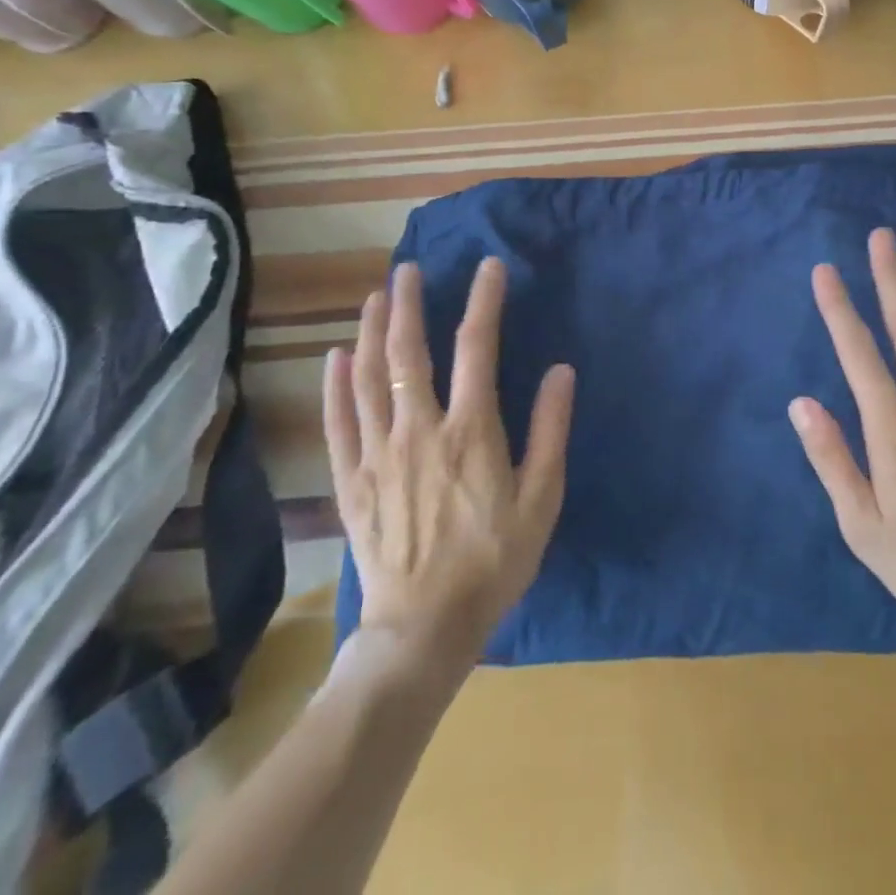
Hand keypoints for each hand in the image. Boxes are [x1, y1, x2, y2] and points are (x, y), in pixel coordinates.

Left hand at [324, 258, 574, 664]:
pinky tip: (334, 358)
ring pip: (367, 379)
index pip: (478, 347)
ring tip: (373, 298)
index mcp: (470, 431)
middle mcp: (419, 430)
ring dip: (369, 333)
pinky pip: (337, 423)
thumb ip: (551, 430)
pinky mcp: (350, 482)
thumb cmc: (493, 561)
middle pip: (409, 353)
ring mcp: (378, 455)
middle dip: (408, 305)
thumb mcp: (542, 499)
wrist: (424, 629)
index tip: (489, 267)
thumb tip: (561, 371)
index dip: (484, 301)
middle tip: (408, 270)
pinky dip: (334, 386)